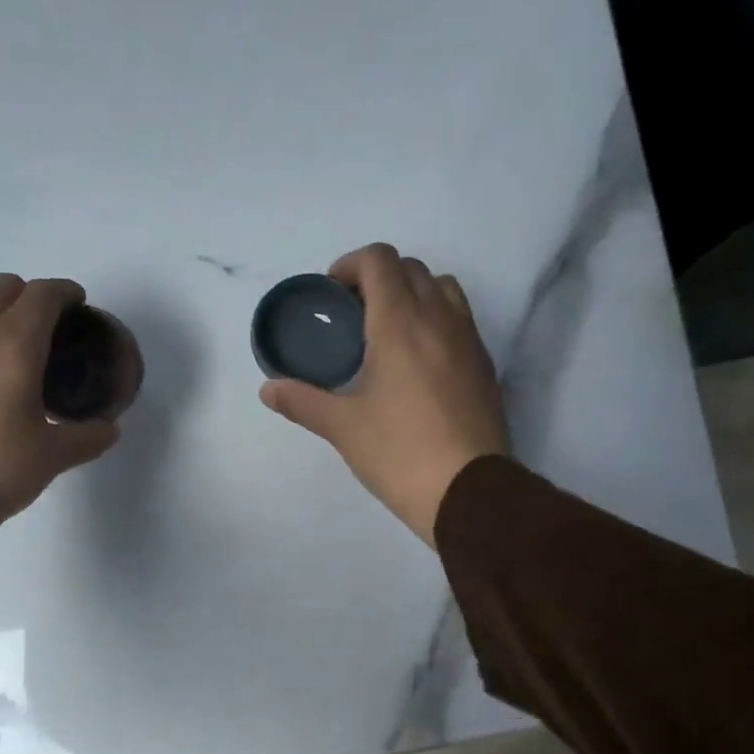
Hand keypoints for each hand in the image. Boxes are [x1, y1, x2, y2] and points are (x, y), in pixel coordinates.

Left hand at [0, 274, 119, 523]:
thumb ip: (86, 437)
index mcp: (15, 344)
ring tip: (6, 339)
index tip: (78, 304)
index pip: (43, 295)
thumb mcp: (52, 456)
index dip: (65, 293)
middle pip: (4, 286)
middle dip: (29, 296)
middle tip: (45, 326)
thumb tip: (109, 430)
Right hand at [261, 243, 508, 545]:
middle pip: (412, 268)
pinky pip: (460, 321)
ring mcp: (468, 341)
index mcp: (400, 323)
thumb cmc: (399, 453)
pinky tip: (418, 363)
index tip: (332, 294)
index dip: (351, 265)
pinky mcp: (485, 366)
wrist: (468, 492)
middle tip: (353, 314)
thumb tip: (268, 389)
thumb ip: (302, 401)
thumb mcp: (343, 427)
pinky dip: (436, 321)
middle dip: (379, 278)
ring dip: (413, 293)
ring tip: (389, 332)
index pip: (380, 260)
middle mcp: (439, 319)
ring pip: (443, 289)